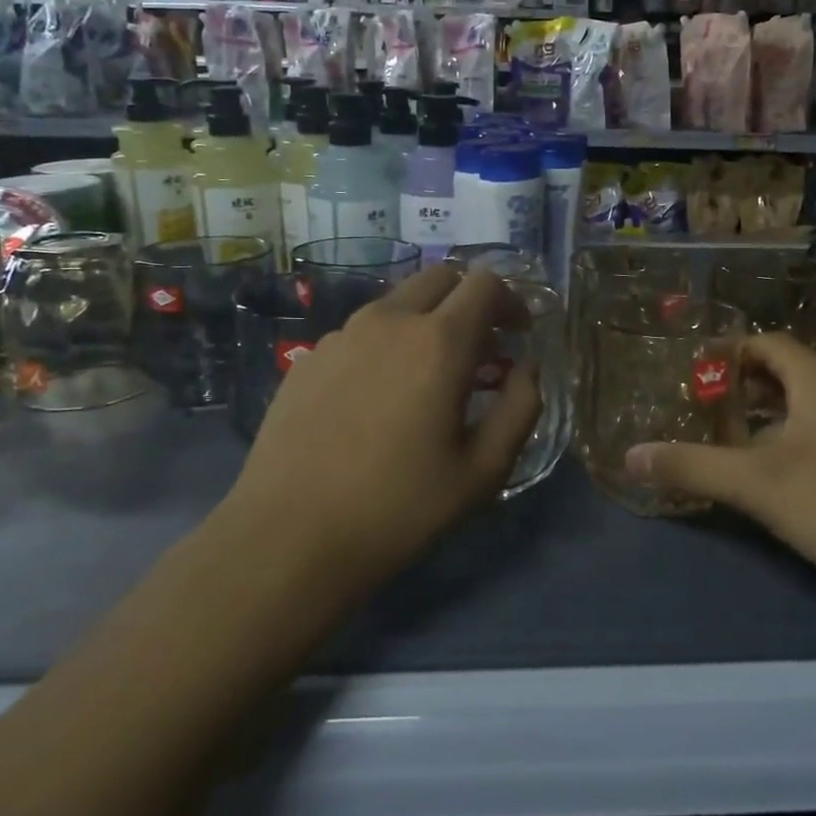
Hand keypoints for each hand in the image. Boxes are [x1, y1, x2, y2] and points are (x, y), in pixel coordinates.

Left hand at [221, 264, 540, 596]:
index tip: (518, 334)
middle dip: (470, 300)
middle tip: (481, 347)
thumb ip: (521, 408)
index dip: (511, 300)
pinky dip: (386, 346)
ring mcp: (341, 336)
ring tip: (428, 376)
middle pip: (440, 277)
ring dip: (426, 321)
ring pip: (397, 303)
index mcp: (439, 342)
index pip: (485, 283)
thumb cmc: (399, 508)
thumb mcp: (484, 471)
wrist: (288, 538)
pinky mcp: (308, 359)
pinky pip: (360, 333)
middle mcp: (389, 322)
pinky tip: (378, 398)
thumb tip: (527, 368)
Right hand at [623, 334, 815, 609]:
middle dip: (741, 387)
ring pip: (806, 404)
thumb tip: (629, 457)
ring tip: (728, 441)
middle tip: (700, 409)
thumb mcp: (757, 485)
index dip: (725, 352)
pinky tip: (776, 475)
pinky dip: (792, 439)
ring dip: (766, 416)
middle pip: (784, 371)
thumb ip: (691, 467)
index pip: (764, 342)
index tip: (690, 373)